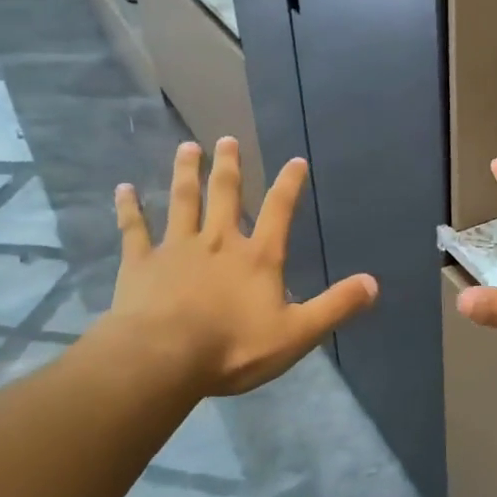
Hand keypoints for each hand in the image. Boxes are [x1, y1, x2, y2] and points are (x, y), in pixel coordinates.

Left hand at [110, 137, 378, 395]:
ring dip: (186, 173)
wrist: (165, 357)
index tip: (296, 161)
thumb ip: (335, 307)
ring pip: (182, 201)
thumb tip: (373, 284)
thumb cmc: (235, 347)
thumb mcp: (297, 333)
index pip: (280, 211)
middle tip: (227, 139)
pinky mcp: (141, 262)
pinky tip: (123, 190)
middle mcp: (218, 242)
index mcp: (258, 257)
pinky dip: (129, 208)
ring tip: (187, 147)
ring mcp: (177, 248)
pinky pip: (134, 229)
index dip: (290, 185)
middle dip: (229, 167)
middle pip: (225, 195)